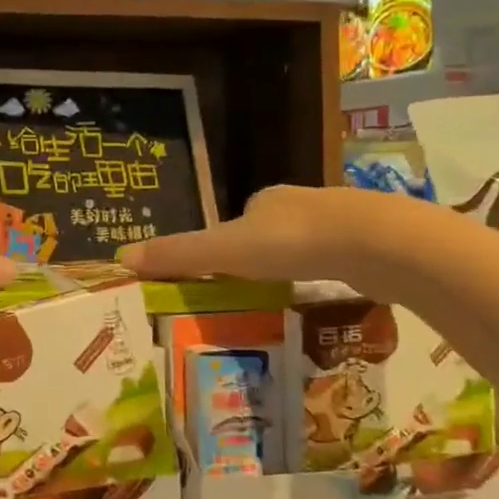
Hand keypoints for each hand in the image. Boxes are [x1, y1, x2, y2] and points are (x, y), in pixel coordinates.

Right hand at [118, 184, 380, 288]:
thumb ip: (179, 255)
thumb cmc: (293, 242)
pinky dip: (328, 275)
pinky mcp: (372, 242)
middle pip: (271, 232)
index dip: (225, 248)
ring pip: (307, 245)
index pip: (237, 221)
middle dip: (262, 259)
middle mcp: (301, 202)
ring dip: (296, 267)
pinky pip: (339, 260)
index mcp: (266, 199)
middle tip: (253, 294)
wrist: (377, 242)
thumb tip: (121, 257)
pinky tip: (329, 295)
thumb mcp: (225, 251)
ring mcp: (340, 220)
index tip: (222, 277)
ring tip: (289, 299)